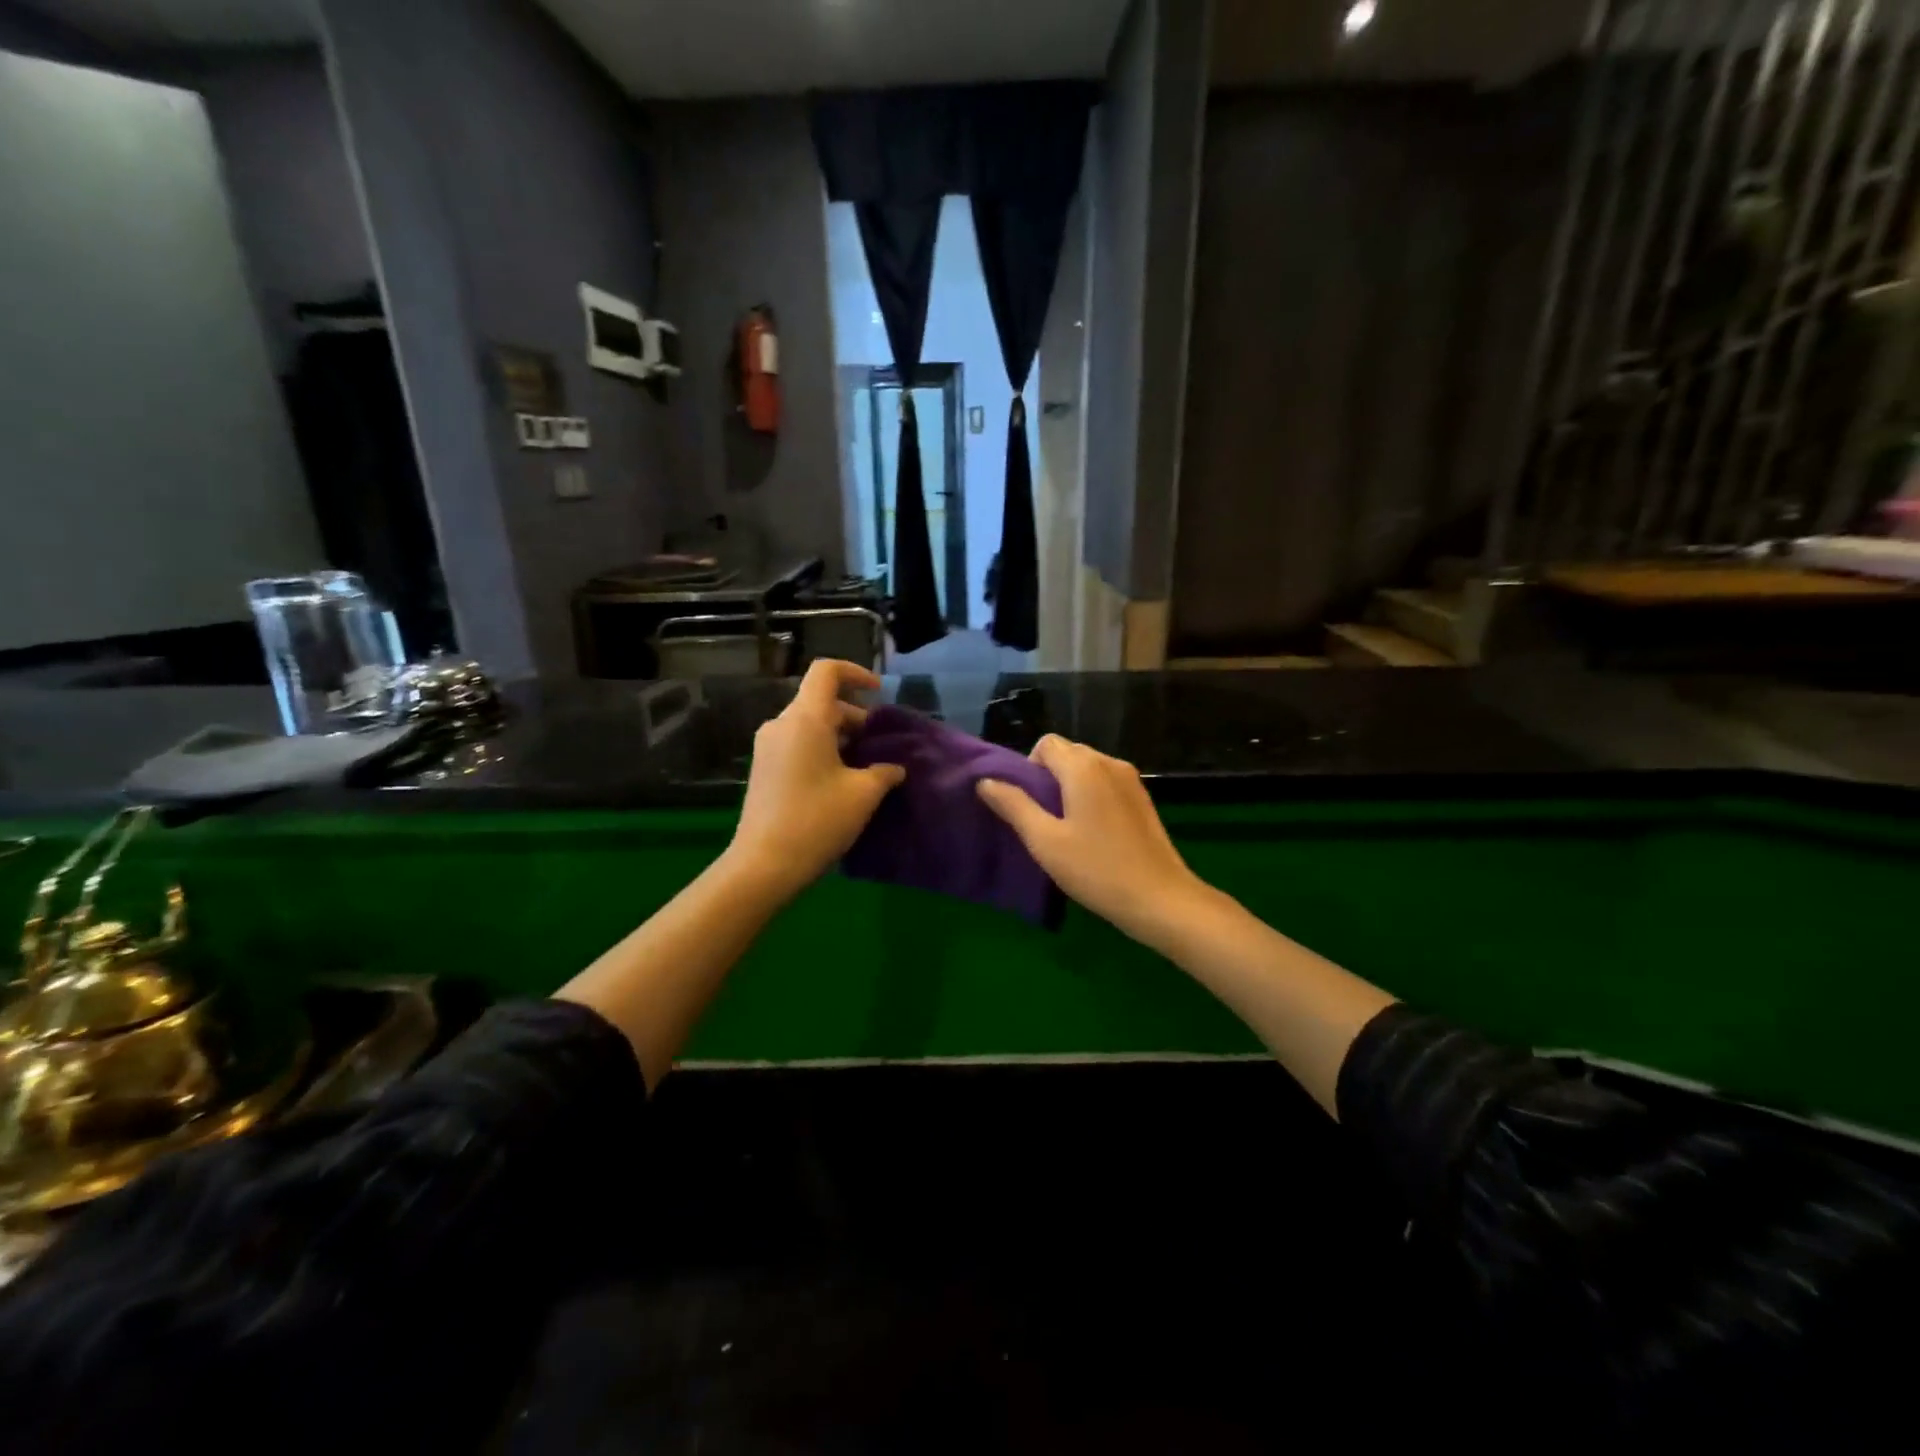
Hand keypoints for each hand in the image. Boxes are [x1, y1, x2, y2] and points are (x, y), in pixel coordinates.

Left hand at [728, 659, 905, 898]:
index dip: (855, 673)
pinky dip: (821, 749)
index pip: (827, 672)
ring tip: (864, 764)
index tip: (878, 692)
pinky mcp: (763, 769)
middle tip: (879, 743)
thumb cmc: (817, 820)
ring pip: (809, 724)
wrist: (763, 865)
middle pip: (820, 701)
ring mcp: (767, 747)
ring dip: (839, 735)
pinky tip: (839, 780)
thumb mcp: (863, 794)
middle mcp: (781, 725)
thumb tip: (895, 768)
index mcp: (805, 719)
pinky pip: (796, 743)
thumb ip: (884, 772)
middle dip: (854, 715)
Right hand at [976, 735, 1207, 946]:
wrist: (1160, 898)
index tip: (1027, 805)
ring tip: (1066, 829)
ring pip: (1088, 768)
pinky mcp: (1142, 798)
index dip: (1028, 768)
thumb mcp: (1045, 841)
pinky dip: (1091, 796)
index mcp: (1083, 767)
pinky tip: (1092, 833)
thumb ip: (1013, 805)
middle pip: (1067, 753)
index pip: (1045, 744)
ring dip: (1070, 788)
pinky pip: (1106, 783)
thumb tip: (986, 781)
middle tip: (1042, 820)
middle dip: (1048, 777)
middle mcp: (1109, 762)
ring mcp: (1131, 779)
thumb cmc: (1096, 869)